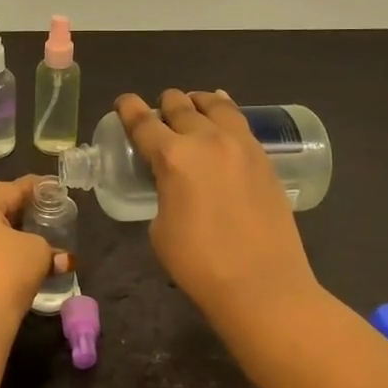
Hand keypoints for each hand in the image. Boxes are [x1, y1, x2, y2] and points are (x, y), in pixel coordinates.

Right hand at [115, 90, 319, 324]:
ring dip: (196, 102)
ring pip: (215, 105)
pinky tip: (222, 116)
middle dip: (164, 104)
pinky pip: (240, 122)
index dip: (128, 109)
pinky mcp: (263, 157)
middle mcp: (206, 140)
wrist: (263, 285)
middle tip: (157, 113)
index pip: (143, 122)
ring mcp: (240, 145)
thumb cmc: (200, 264)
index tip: (123, 102)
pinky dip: (224, 112)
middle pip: (179, 106)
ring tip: (192, 104)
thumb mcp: (160, 228)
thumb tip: (174, 185)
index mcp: (173, 157)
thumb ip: (163, 194)